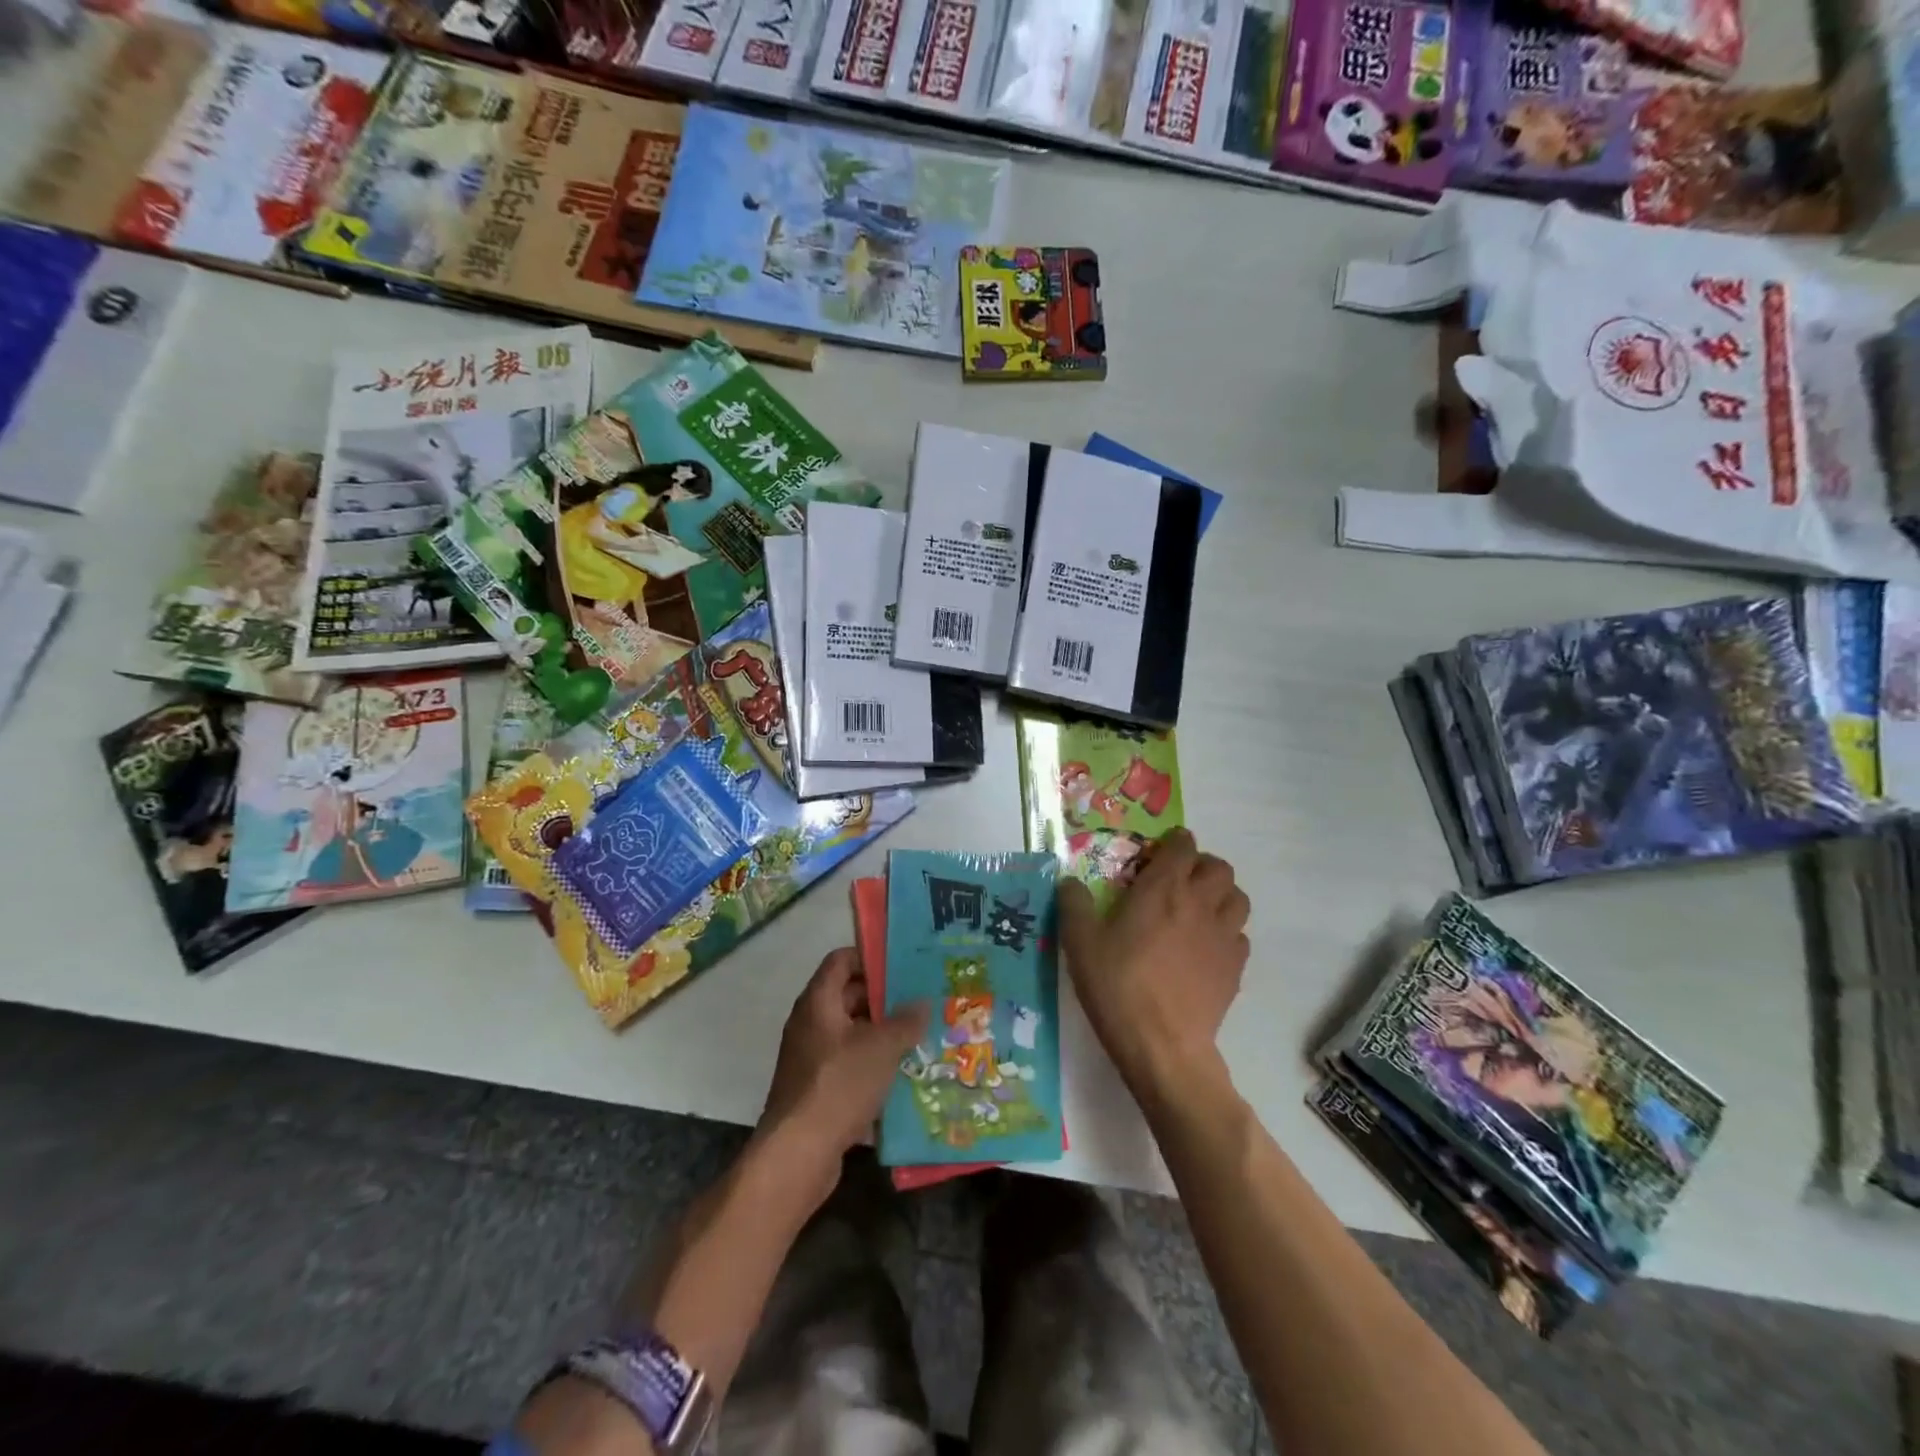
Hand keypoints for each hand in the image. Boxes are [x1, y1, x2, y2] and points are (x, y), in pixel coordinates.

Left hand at [757, 949, 928, 1209]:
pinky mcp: (817, 1088)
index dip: (870, 957)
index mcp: (818, 1002)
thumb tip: (922, 1002)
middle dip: (884, 998)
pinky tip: (903, 1073)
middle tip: (920, 1000)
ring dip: (882, 1033)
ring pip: (852, 1032)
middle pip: (848, 996)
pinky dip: (873, 1063)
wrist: (798, 1153)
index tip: (903, 964)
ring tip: (920, 1035)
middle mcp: (811, 1023)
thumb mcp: (881, 1048)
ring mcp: (811, 1058)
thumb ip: (905, 1021)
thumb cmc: (839, 1085)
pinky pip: (849, 1063)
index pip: (841, 960)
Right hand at [1058, 829, 1249, 1097]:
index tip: (1156, 856)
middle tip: (1178, 883)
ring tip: (1198, 912)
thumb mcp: (1080, 943)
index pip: (1183, 845)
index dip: (1173, 844)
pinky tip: (1205, 950)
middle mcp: (1200, 902)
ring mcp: (1223, 935)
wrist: (1162, 1045)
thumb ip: (1074, 904)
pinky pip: (1240, 936)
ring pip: (1238, 898)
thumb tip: (1069, 882)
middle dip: (1201, 867)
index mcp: (1163, 888)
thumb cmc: (1118, 986)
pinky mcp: (1236, 968)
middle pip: (1219, 867)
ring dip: (1221, 896)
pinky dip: (1227, 934)